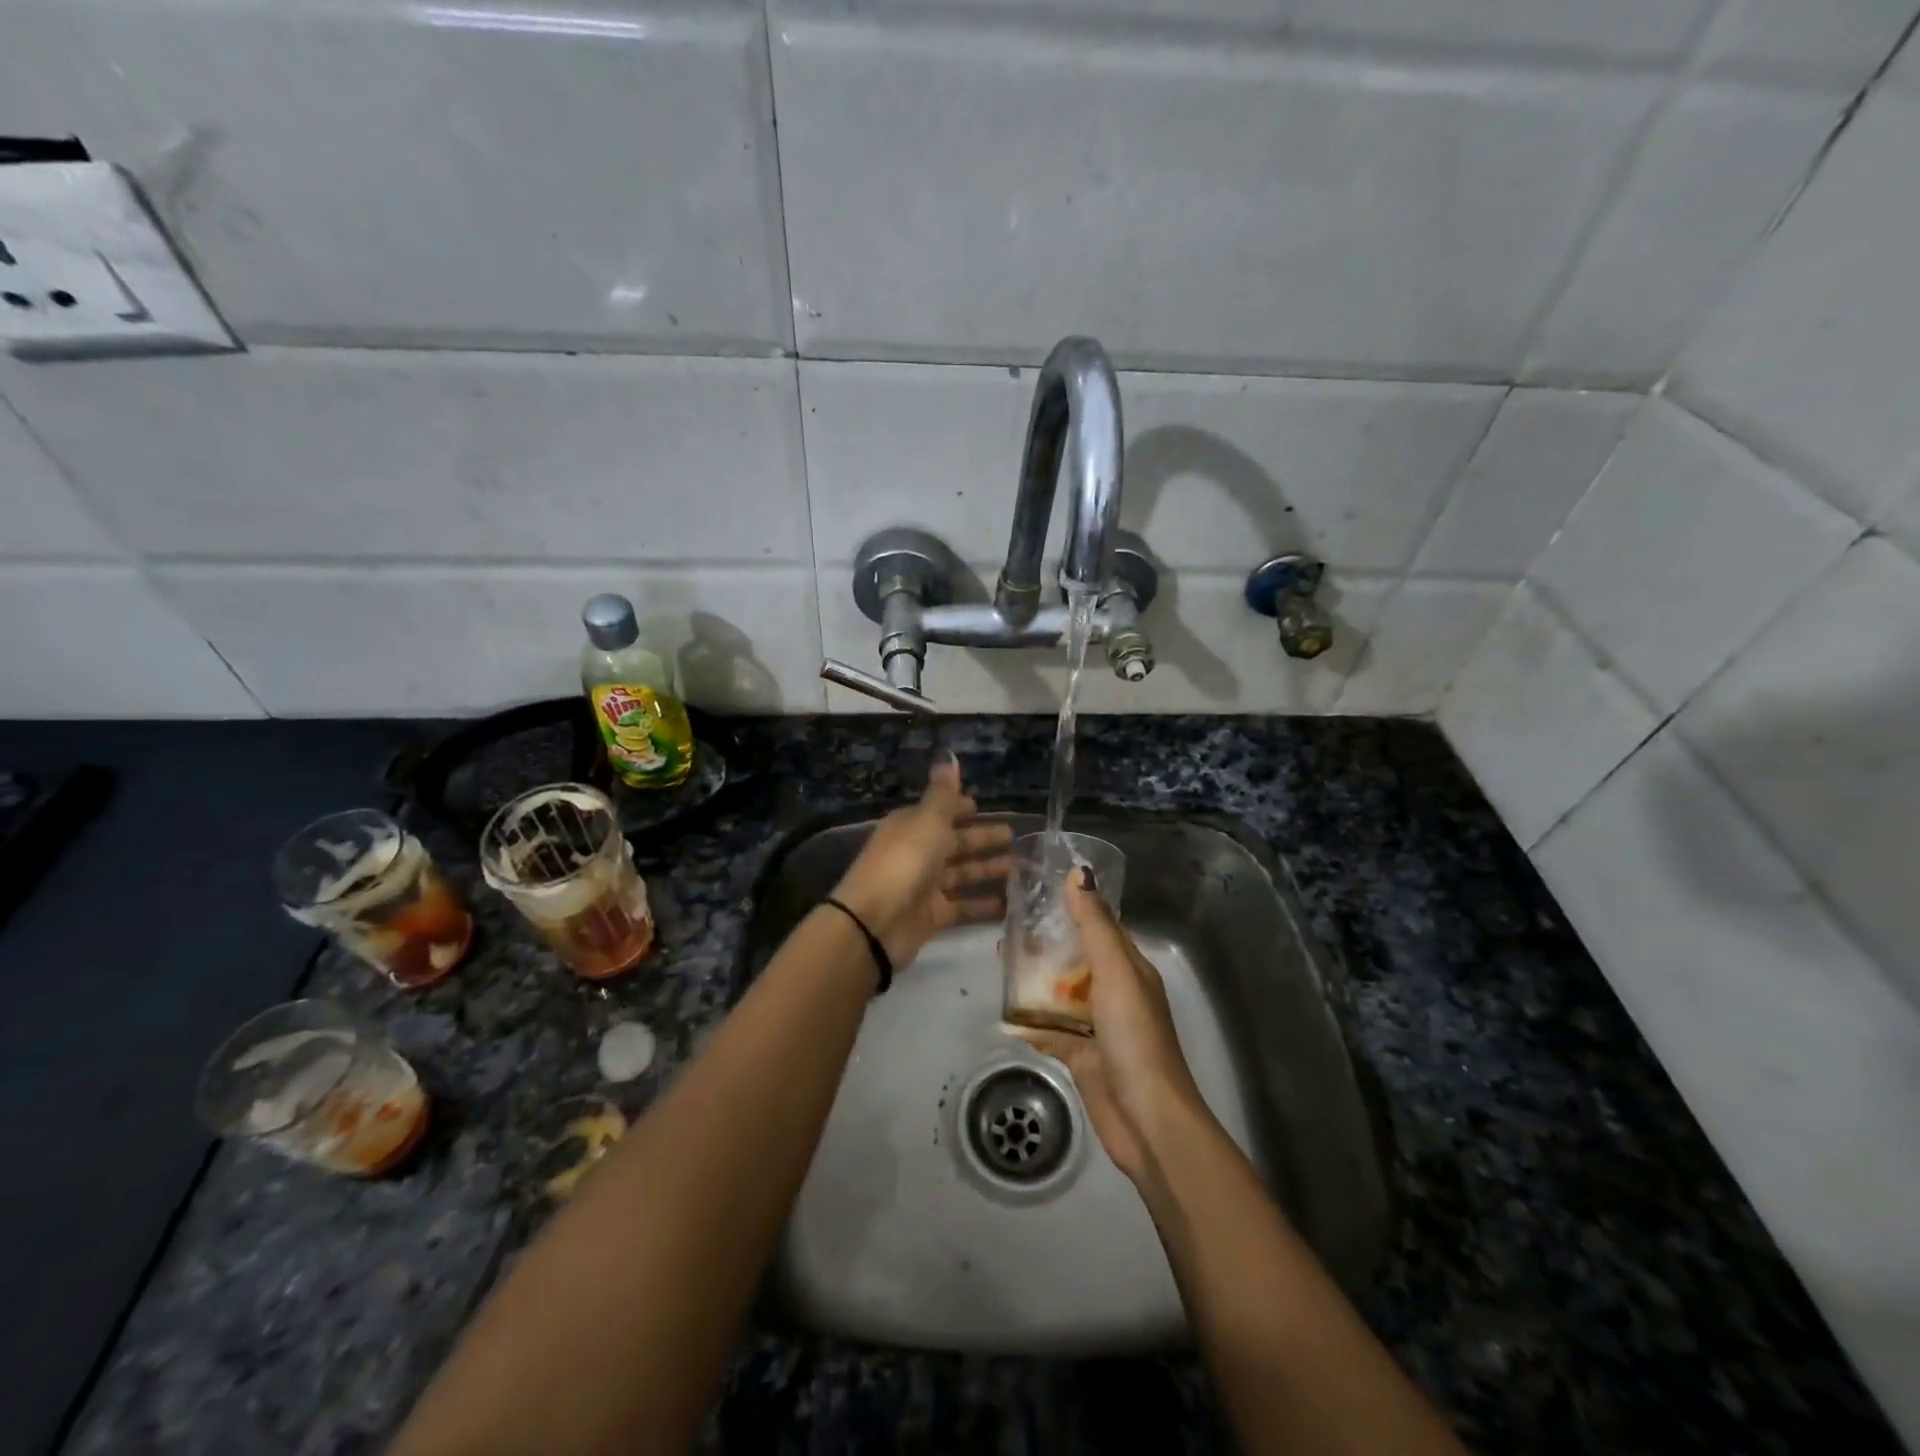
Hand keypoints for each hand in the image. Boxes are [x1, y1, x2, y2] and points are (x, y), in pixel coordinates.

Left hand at [830, 753, 1012, 968]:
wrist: (874, 923)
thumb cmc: (903, 863)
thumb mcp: (927, 821)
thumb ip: (943, 794)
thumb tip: (949, 755)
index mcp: (911, 826)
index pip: (938, 812)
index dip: (958, 808)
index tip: (981, 806)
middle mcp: (916, 852)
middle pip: (953, 842)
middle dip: (981, 838)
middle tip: (1013, 836)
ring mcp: (924, 886)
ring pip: (961, 874)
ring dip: (986, 870)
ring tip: (1019, 869)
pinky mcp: (932, 916)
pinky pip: (962, 907)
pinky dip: (982, 905)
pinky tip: (1008, 904)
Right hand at [1015, 870, 1206, 1185]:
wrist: (1147, 1119)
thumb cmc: (1134, 1037)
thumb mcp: (1115, 972)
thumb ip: (1094, 925)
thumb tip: (1077, 872)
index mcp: (1129, 968)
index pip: (1098, 926)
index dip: (1071, 907)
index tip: (1035, 890)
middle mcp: (1115, 992)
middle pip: (1075, 958)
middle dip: (1044, 943)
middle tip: (1005, 926)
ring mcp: (1097, 1026)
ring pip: (1060, 993)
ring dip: (1033, 979)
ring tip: (998, 959)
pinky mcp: (1081, 1055)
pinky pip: (1050, 1030)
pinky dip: (1029, 1022)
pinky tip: (1003, 1013)